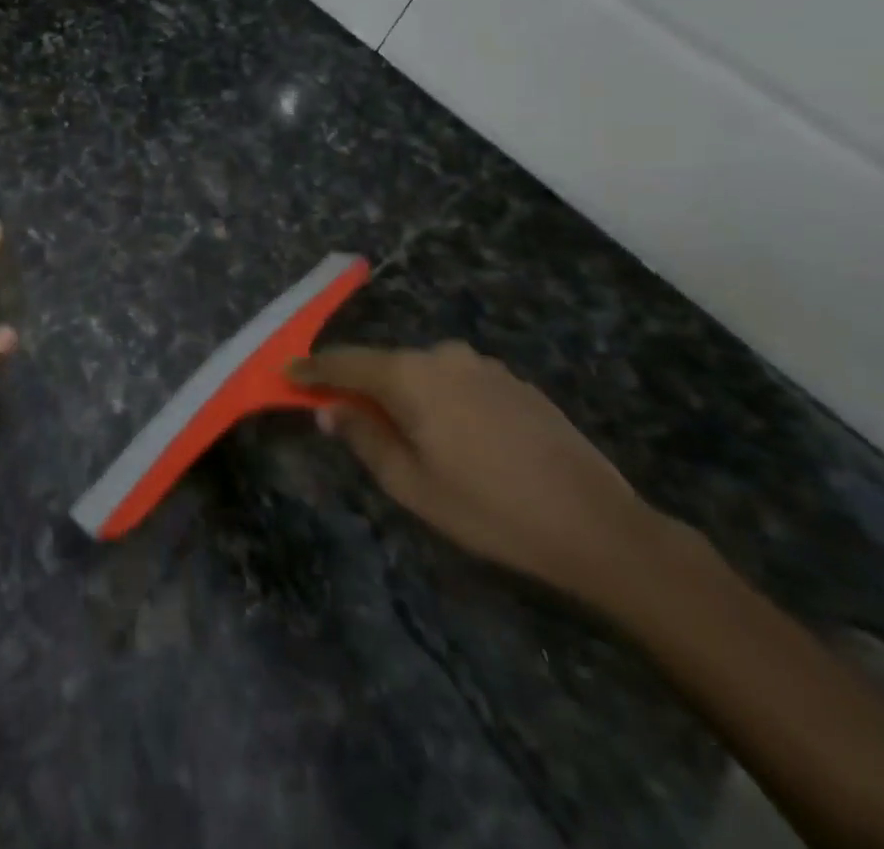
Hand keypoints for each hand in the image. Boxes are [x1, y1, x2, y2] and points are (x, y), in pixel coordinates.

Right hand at [289, 343, 663, 602]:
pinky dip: (439, 398)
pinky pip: (457, 380)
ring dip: (403, 394)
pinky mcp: (513, 381)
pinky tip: (456, 435)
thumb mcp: (411, 484)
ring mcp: (483, 366)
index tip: (285, 373)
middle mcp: (443, 356)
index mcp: (411, 376)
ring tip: (406, 433)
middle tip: (345, 415)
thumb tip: (329, 408)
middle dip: (360, 386)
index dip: (312, 369)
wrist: (598, 525)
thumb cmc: (489, 509)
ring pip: (422, 372)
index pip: (346, 362)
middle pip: (384, 364)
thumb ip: (363, 437)